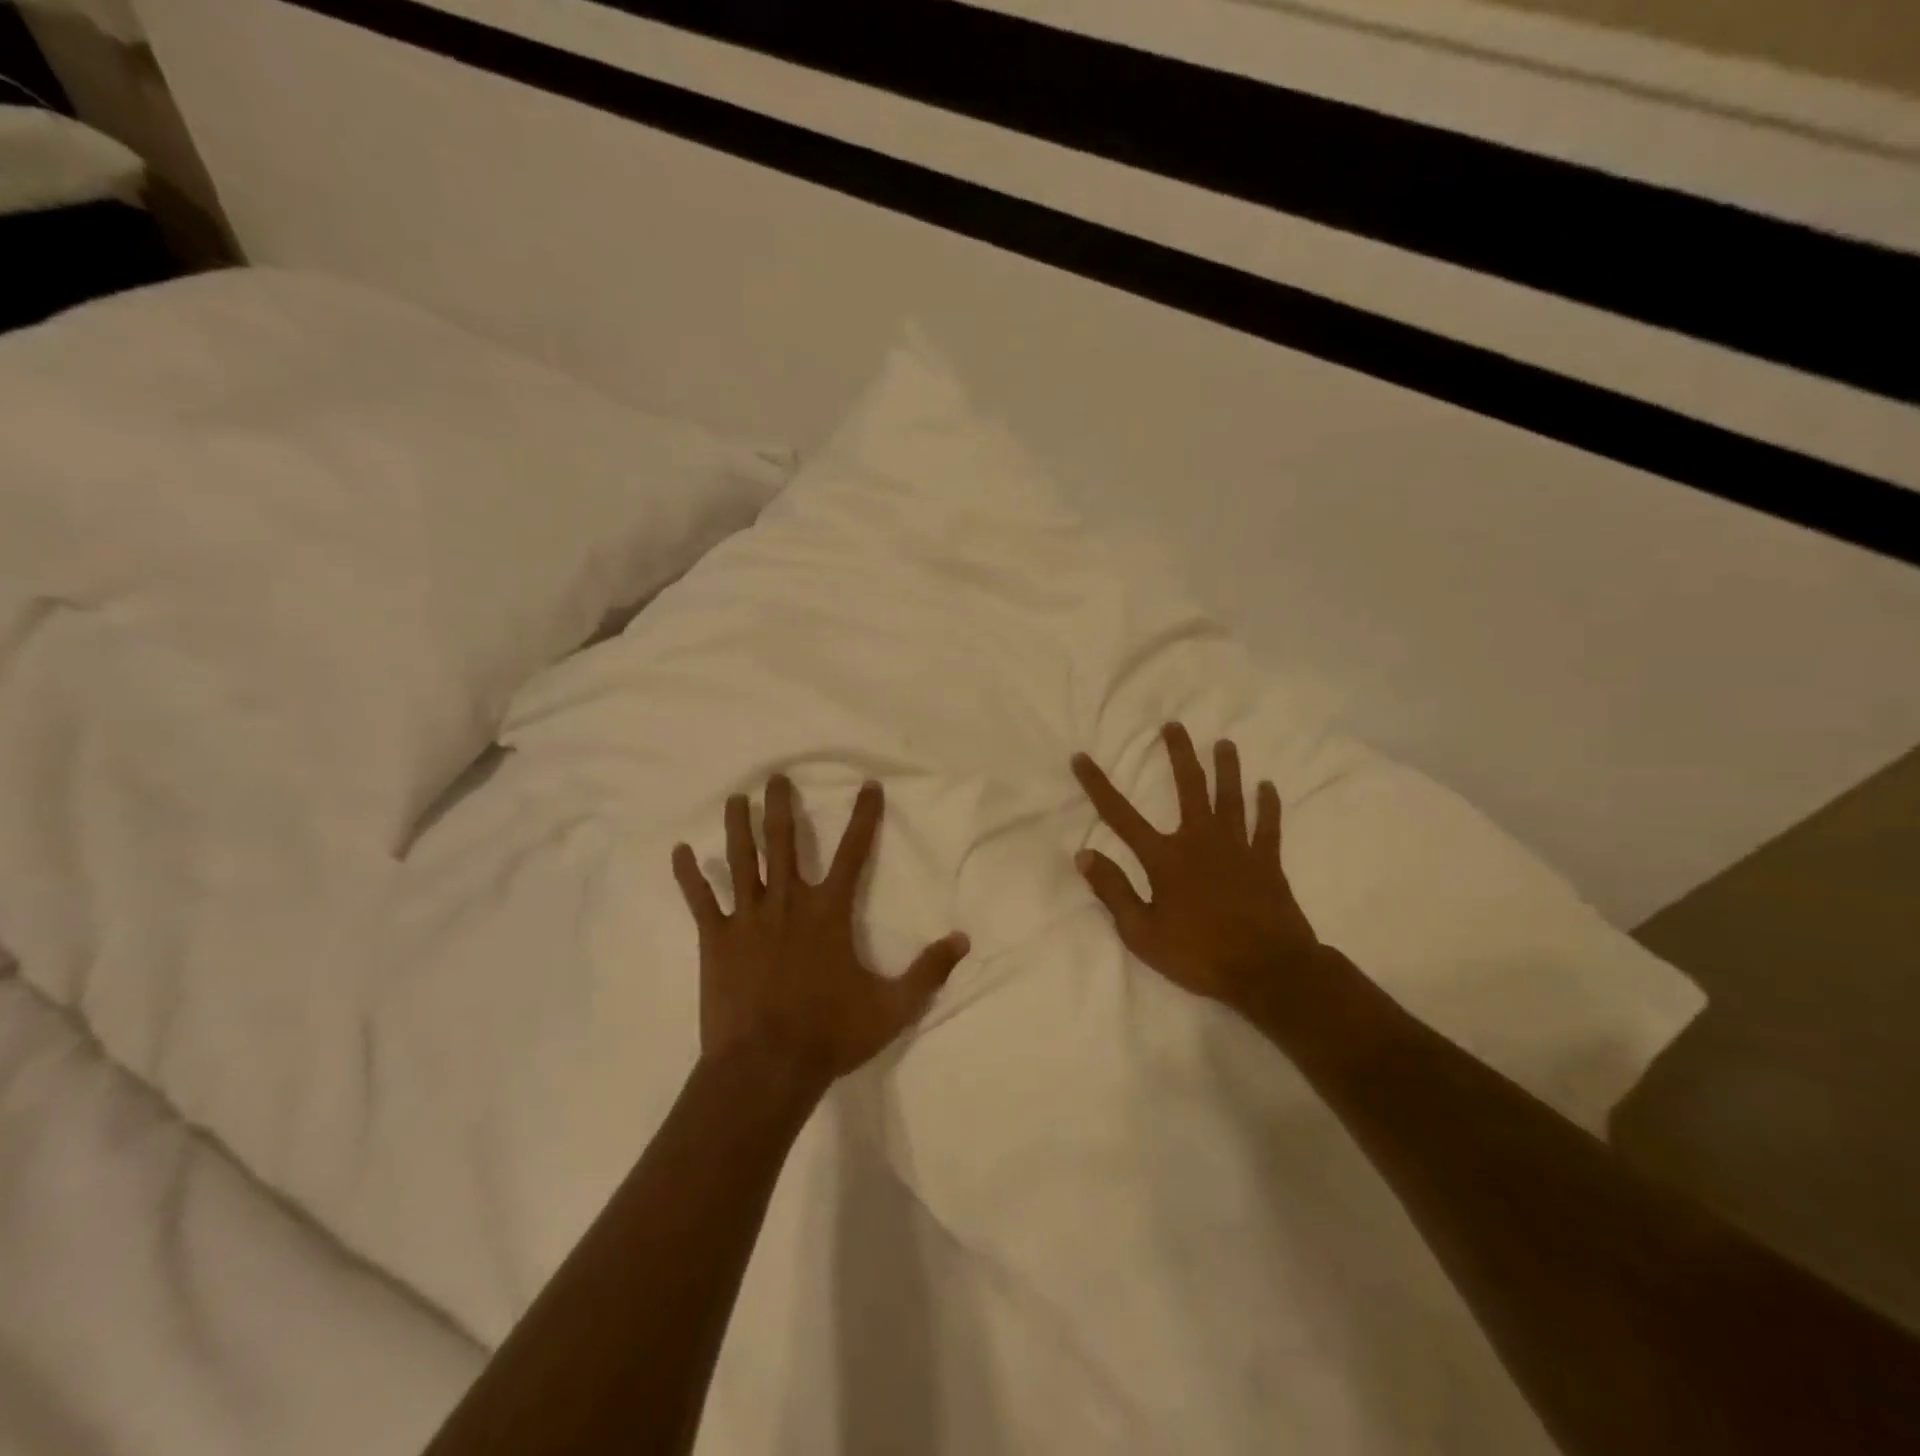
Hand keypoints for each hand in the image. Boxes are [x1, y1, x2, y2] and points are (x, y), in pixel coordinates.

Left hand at [672, 776, 969, 1093]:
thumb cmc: (831, 1034)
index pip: (853, 852)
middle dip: (782, 805)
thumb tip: (964, 939)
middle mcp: (788, 902)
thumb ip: (929, 970)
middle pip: (784, 841)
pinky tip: (679, 851)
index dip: (863, 817)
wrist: (767, 1067)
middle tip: (776, 777)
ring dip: (738, 826)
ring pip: (742, 859)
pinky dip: (688, 875)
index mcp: (829, 912)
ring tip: (735, 798)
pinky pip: (700, 900)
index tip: (868, 786)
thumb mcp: (893, 1006)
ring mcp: (748, 918)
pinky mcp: (716, 939)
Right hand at [1072, 723, 1320, 1008]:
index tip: (1081, 758)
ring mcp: (1238, 848)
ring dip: (1227, 768)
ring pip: (1231, 797)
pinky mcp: (1267, 862)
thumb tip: (1084, 854)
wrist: (1266, 971)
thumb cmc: (1198, 954)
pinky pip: (1268, 826)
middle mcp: (1200, 840)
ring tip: (1224, 743)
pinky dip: (1268, 805)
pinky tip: (1268, 786)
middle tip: (1174, 725)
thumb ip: (1113, 891)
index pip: (1121, 815)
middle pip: (1189, 787)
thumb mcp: (1141, 932)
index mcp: (1165, 858)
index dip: (1098, 785)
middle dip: (1179, 754)